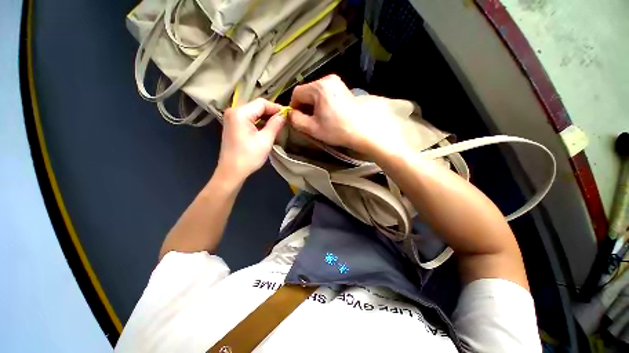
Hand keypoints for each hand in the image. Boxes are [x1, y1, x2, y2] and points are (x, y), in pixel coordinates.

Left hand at [217, 98, 285, 181]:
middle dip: (271, 113)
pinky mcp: (233, 126)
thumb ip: (275, 125)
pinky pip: (248, 119)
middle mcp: (233, 111)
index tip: (288, 114)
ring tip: (278, 124)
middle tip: (284, 120)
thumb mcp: (265, 140)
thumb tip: (284, 115)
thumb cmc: (249, 156)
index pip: (261, 103)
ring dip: (266, 118)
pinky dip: (259, 122)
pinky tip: (267, 128)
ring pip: (253, 113)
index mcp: (240, 113)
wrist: (232, 172)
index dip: (276, 107)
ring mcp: (232, 119)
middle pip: (256, 106)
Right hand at [288, 75, 407, 156]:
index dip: (293, 106)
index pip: (297, 92)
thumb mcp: (312, 128)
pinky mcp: (342, 88)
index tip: (296, 119)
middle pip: (307, 91)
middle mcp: (327, 79)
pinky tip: (326, 114)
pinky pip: (325, 93)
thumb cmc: (337, 130)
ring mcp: (336, 82)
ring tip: (317, 119)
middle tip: (306, 121)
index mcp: (319, 87)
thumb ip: (296, 120)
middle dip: (304, 106)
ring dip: (312, 105)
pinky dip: (321, 103)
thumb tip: (290, 114)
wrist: (363, 130)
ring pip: (315, 93)